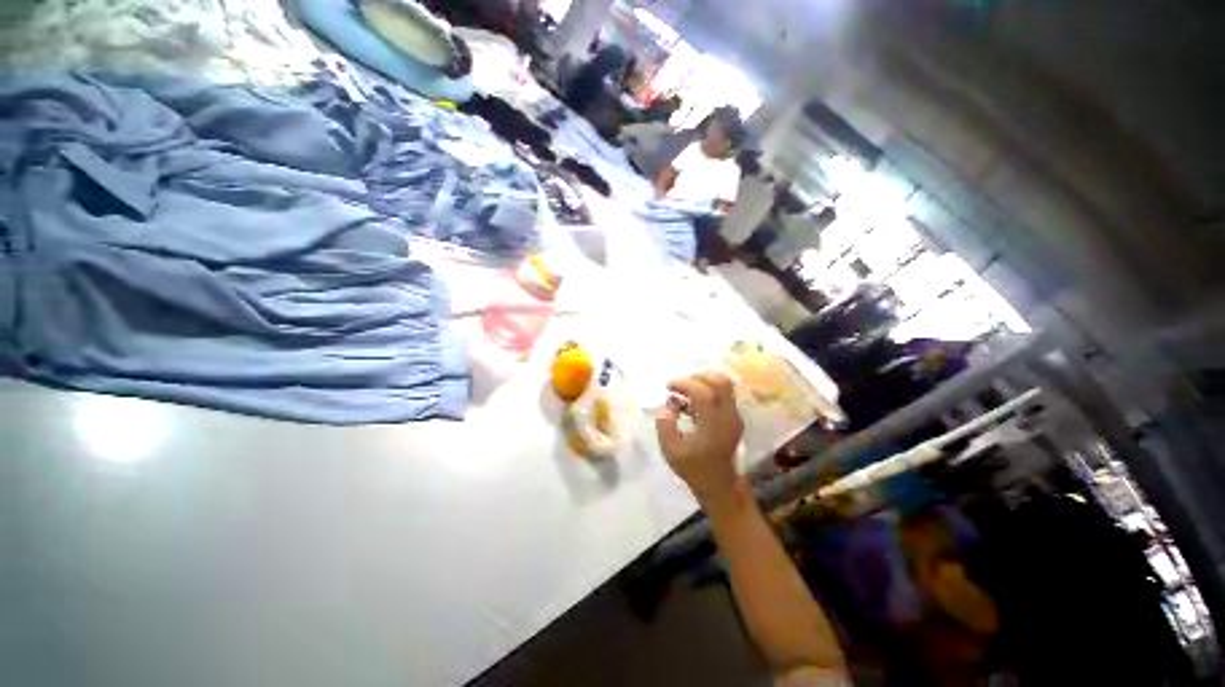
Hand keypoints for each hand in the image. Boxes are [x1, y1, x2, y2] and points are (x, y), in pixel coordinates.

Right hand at [656, 372, 744, 504]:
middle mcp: (728, 416)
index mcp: (713, 425)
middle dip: (697, 376)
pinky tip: (693, 403)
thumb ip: (665, 423)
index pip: (703, 392)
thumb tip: (669, 403)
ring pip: (725, 385)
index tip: (669, 386)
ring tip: (685, 392)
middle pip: (720, 381)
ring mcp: (734, 416)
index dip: (685, 383)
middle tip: (679, 386)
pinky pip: (724, 394)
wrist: (720, 485)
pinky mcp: (734, 417)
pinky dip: (708, 390)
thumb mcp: (670, 449)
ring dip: (703, 381)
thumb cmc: (693, 468)